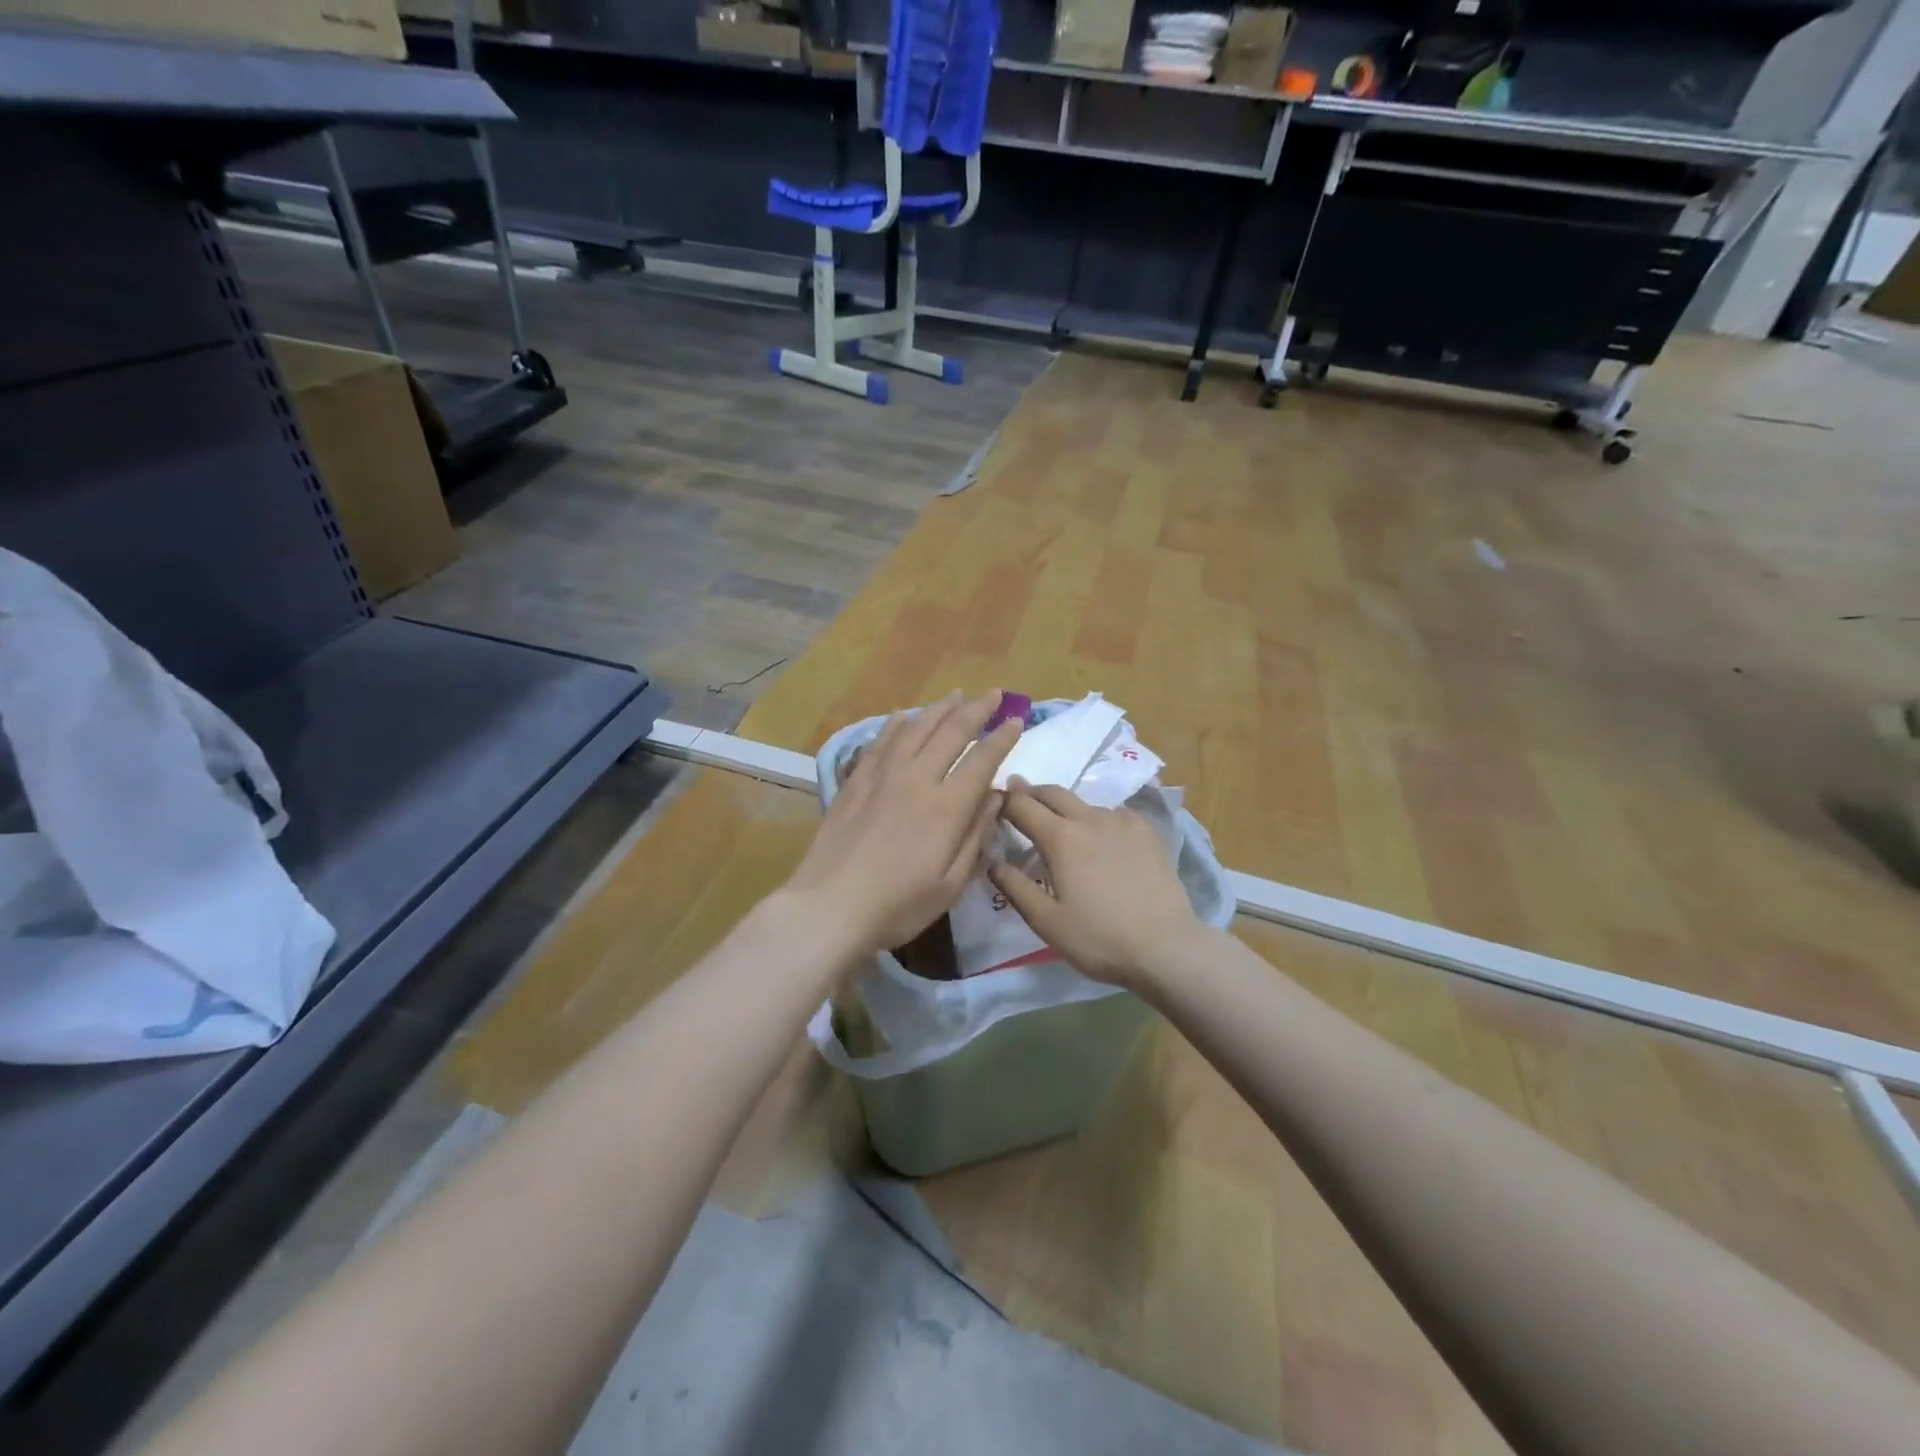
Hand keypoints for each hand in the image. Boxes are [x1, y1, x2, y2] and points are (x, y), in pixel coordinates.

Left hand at [786, 691, 1020, 955]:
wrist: (830, 905)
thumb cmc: (898, 905)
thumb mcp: (950, 885)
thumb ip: (976, 837)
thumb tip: (995, 797)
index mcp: (946, 807)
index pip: (982, 760)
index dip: (1002, 739)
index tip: (1015, 721)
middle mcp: (917, 779)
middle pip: (951, 733)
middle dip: (976, 710)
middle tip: (993, 694)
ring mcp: (882, 776)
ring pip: (915, 728)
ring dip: (939, 708)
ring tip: (956, 695)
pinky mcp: (856, 780)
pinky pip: (881, 741)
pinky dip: (896, 724)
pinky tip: (903, 715)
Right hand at [989, 780, 1204, 989]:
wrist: (1166, 947)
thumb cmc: (1099, 938)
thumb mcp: (1046, 921)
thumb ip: (1015, 887)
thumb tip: (992, 861)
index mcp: (1060, 838)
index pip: (1022, 806)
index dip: (1003, 801)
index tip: (991, 802)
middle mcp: (1089, 819)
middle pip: (1053, 792)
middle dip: (1031, 792)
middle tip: (1017, 796)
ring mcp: (1122, 822)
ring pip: (1084, 803)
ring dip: (1064, 807)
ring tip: (1059, 823)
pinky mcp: (1147, 832)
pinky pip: (1114, 813)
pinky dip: (1097, 817)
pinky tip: (1101, 835)